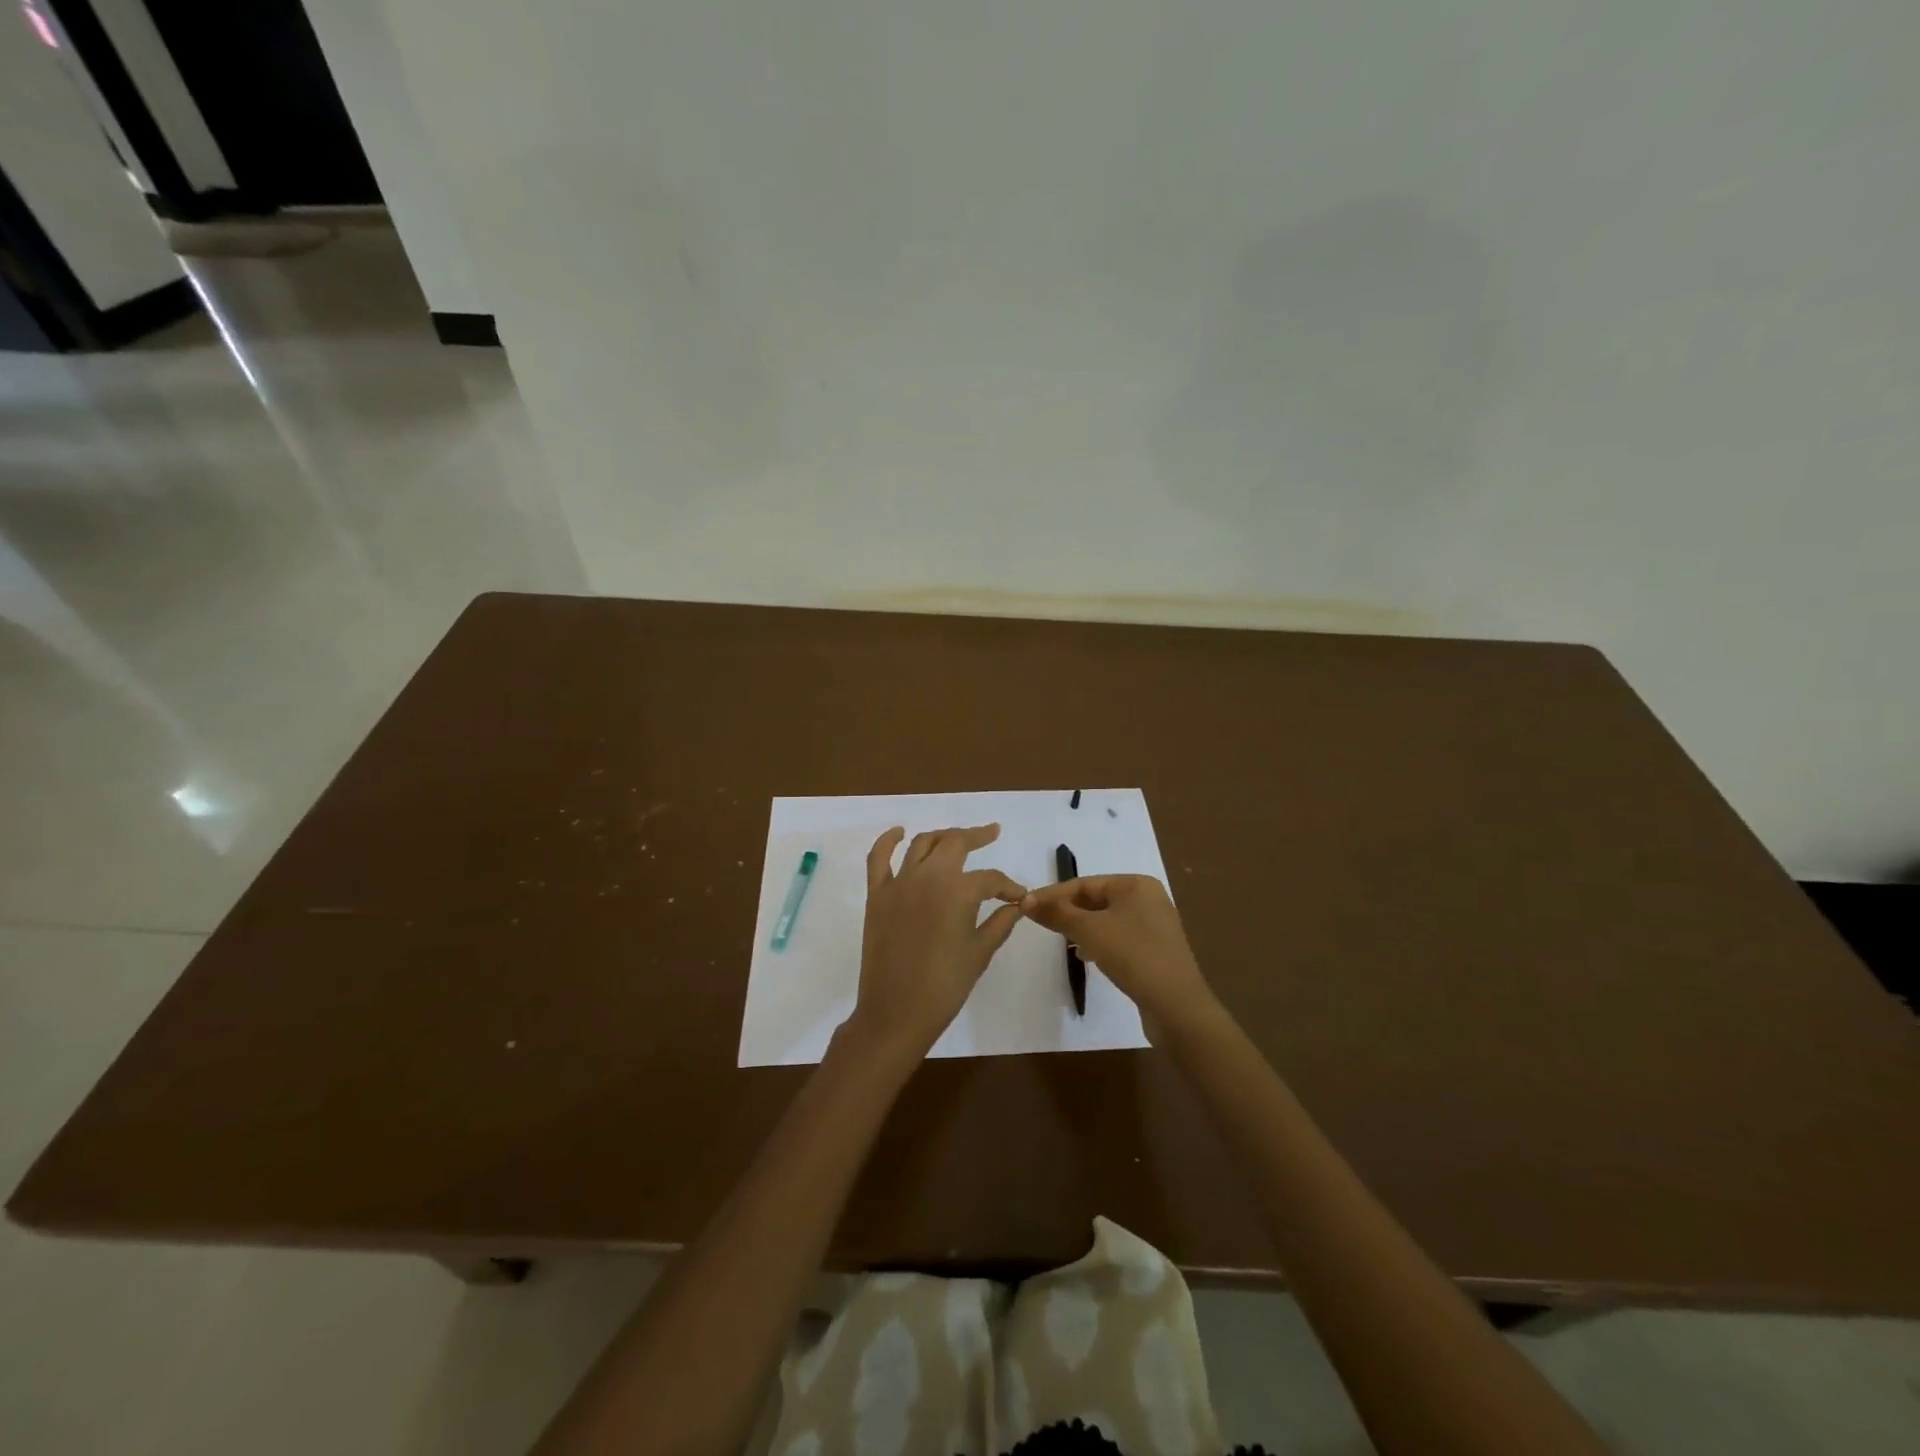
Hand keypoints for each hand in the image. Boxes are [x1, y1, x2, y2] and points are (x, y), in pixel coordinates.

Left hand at [847, 824, 1025, 1057]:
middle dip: (977, 837)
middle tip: (992, 834)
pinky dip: (888, 840)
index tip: (1020, 897)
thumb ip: (1001, 922)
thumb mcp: (980, 952)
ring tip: (957, 837)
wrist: (896, 1012)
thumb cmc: (945, 986)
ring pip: (922, 843)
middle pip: (955, 843)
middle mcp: (928, 876)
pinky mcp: (877, 894)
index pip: (990, 878)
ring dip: (942, 836)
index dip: (1008, 886)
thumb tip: (1020, 904)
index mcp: (958, 891)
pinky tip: (899, 832)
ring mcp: (899, 882)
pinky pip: (878, 857)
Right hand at [1021, 875, 1213, 1026]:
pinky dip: (1099, 942)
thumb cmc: (1132, 955)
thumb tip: (1026, 900)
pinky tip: (1085, 955)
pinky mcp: (1156, 950)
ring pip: (1107, 919)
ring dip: (1081, 927)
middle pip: (1096, 899)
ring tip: (1060, 939)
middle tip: (1040, 923)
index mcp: (1135, 884)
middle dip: (1068, 911)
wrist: (1176, 1005)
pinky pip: (1119, 937)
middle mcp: (1148, 898)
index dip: (1053, 894)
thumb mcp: (1088, 930)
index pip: (1084, 883)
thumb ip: (1057, 913)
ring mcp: (1155, 925)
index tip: (1026, 906)